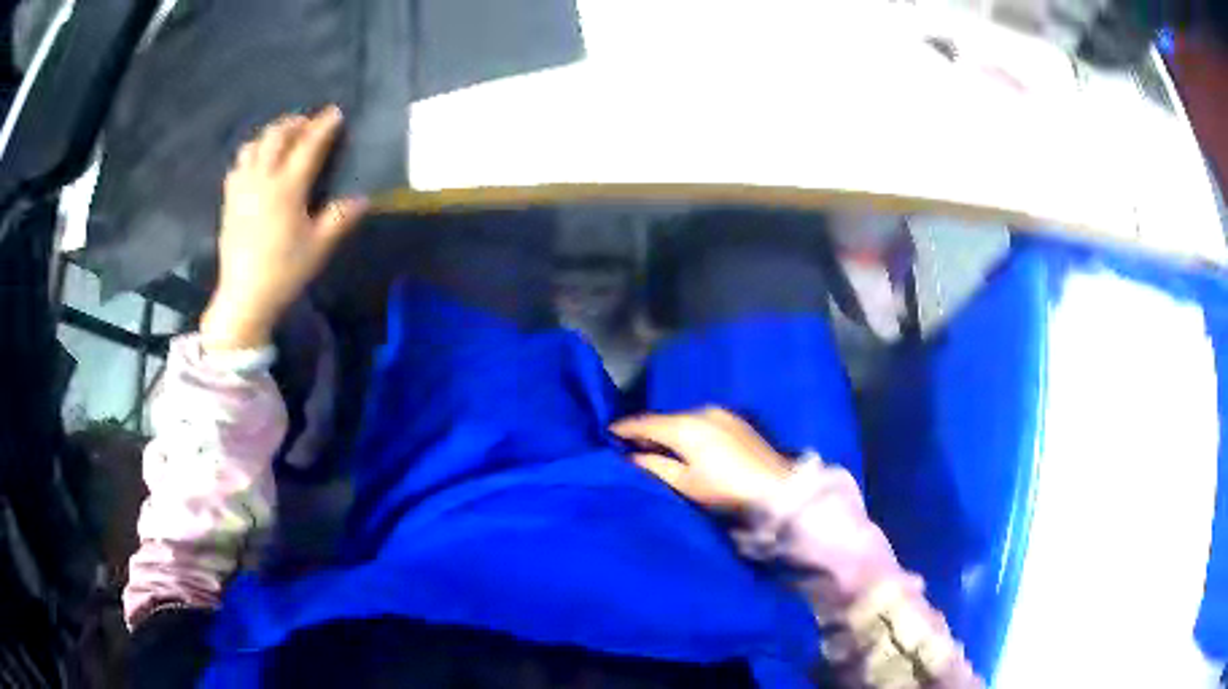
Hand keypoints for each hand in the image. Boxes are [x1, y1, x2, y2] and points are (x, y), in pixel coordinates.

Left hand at [201, 106, 367, 351]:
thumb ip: (339, 219)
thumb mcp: (318, 248)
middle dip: (294, 123)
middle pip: (276, 136)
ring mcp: (242, 188)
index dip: (324, 126)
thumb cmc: (284, 271)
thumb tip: (361, 199)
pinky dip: (251, 154)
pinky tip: (257, 163)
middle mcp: (262, 179)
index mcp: (287, 188)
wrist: (244, 297)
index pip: (309, 146)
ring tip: (282, 139)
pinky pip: (238, 165)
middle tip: (308, 124)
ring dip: (270, 135)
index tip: (335, 112)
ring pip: (254, 145)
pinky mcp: (229, 201)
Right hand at [610, 408, 792, 510]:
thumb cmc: (725, 491)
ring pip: (685, 420)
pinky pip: (702, 423)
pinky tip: (687, 446)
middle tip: (630, 445)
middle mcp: (702, 412)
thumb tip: (631, 456)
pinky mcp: (738, 422)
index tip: (607, 433)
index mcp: (684, 426)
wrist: (777, 489)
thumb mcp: (684, 484)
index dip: (624, 428)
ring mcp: (723, 415)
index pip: (645, 422)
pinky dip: (689, 432)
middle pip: (665, 420)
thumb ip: (654, 467)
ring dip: (670, 431)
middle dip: (647, 431)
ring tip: (657, 447)